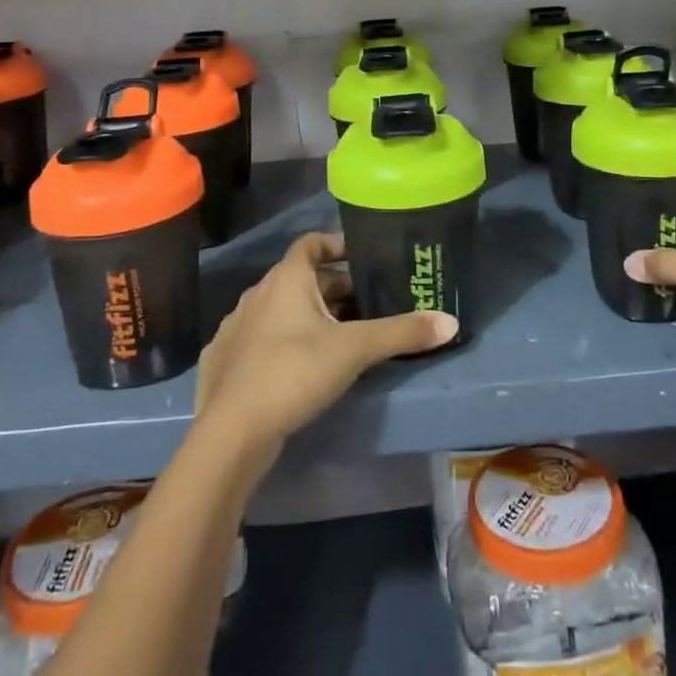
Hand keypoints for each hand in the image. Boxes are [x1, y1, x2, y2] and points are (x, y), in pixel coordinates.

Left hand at [194, 232, 457, 460]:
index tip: (363, 257)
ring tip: (341, 338)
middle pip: (302, 280)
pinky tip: (300, 366)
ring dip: (309, 316)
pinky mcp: (224, 360)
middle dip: (334, 290)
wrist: (231, 432)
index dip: (337, 245)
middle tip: (368, 306)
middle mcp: (257, 294)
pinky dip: (283, 342)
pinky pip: (261, 338)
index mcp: (285, 279)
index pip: (311, 243)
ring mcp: (236, 327)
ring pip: (281, 310)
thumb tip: (451, 322)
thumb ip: (402, 333)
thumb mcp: (355, 350)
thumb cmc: (294, 373)